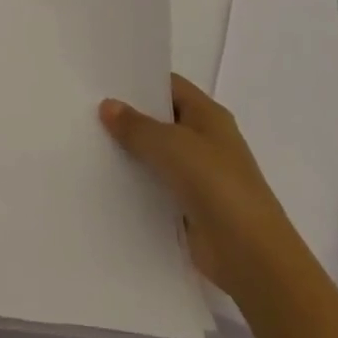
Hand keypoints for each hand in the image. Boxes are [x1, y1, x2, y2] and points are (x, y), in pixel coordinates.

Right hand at [100, 74, 295, 296]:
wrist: (251, 256)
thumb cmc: (216, 185)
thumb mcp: (170, 145)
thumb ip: (136, 125)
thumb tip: (108, 106)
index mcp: (208, 116)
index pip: (169, 85)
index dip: (139, 81)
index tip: (102, 80)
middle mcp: (205, 140)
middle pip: (161, 119)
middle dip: (129, 116)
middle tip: (86, 109)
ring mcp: (199, 175)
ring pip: (157, 154)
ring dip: (130, 151)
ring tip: (88, 142)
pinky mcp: (190, 206)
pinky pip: (157, 185)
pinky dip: (136, 182)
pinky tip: (106, 180)